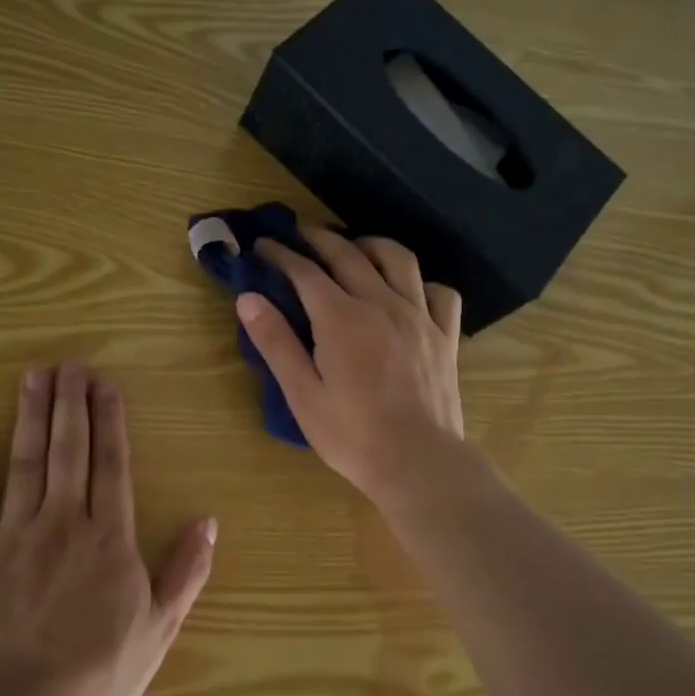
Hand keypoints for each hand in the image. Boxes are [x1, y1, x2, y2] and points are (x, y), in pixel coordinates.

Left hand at [0, 364, 216, 695]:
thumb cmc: (97, 674)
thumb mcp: (159, 628)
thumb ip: (185, 571)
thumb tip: (208, 521)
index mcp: (109, 537)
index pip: (112, 464)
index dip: (110, 421)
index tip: (105, 385)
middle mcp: (63, 521)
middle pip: (69, 450)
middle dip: (70, 403)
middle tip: (69, 364)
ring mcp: (12, 534)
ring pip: (24, 461)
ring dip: (30, 415)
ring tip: (33, 376)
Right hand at [238, 228, 464, 502]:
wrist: (418, 461)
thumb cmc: (352, 435)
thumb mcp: (302, 394)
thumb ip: (276, 342)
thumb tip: (248, 297)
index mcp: (341, 318)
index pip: (305, 272)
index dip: (281, 254)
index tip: (263, 245)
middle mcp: (382, 304)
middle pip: (349, 254)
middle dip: (320, 238)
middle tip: (301, 234)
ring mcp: (420, 316)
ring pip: (399, 260)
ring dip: (371, 245)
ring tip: (355, 249)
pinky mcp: (446, 335)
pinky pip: (440, 293)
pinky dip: (422, 283)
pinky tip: (410, 291)